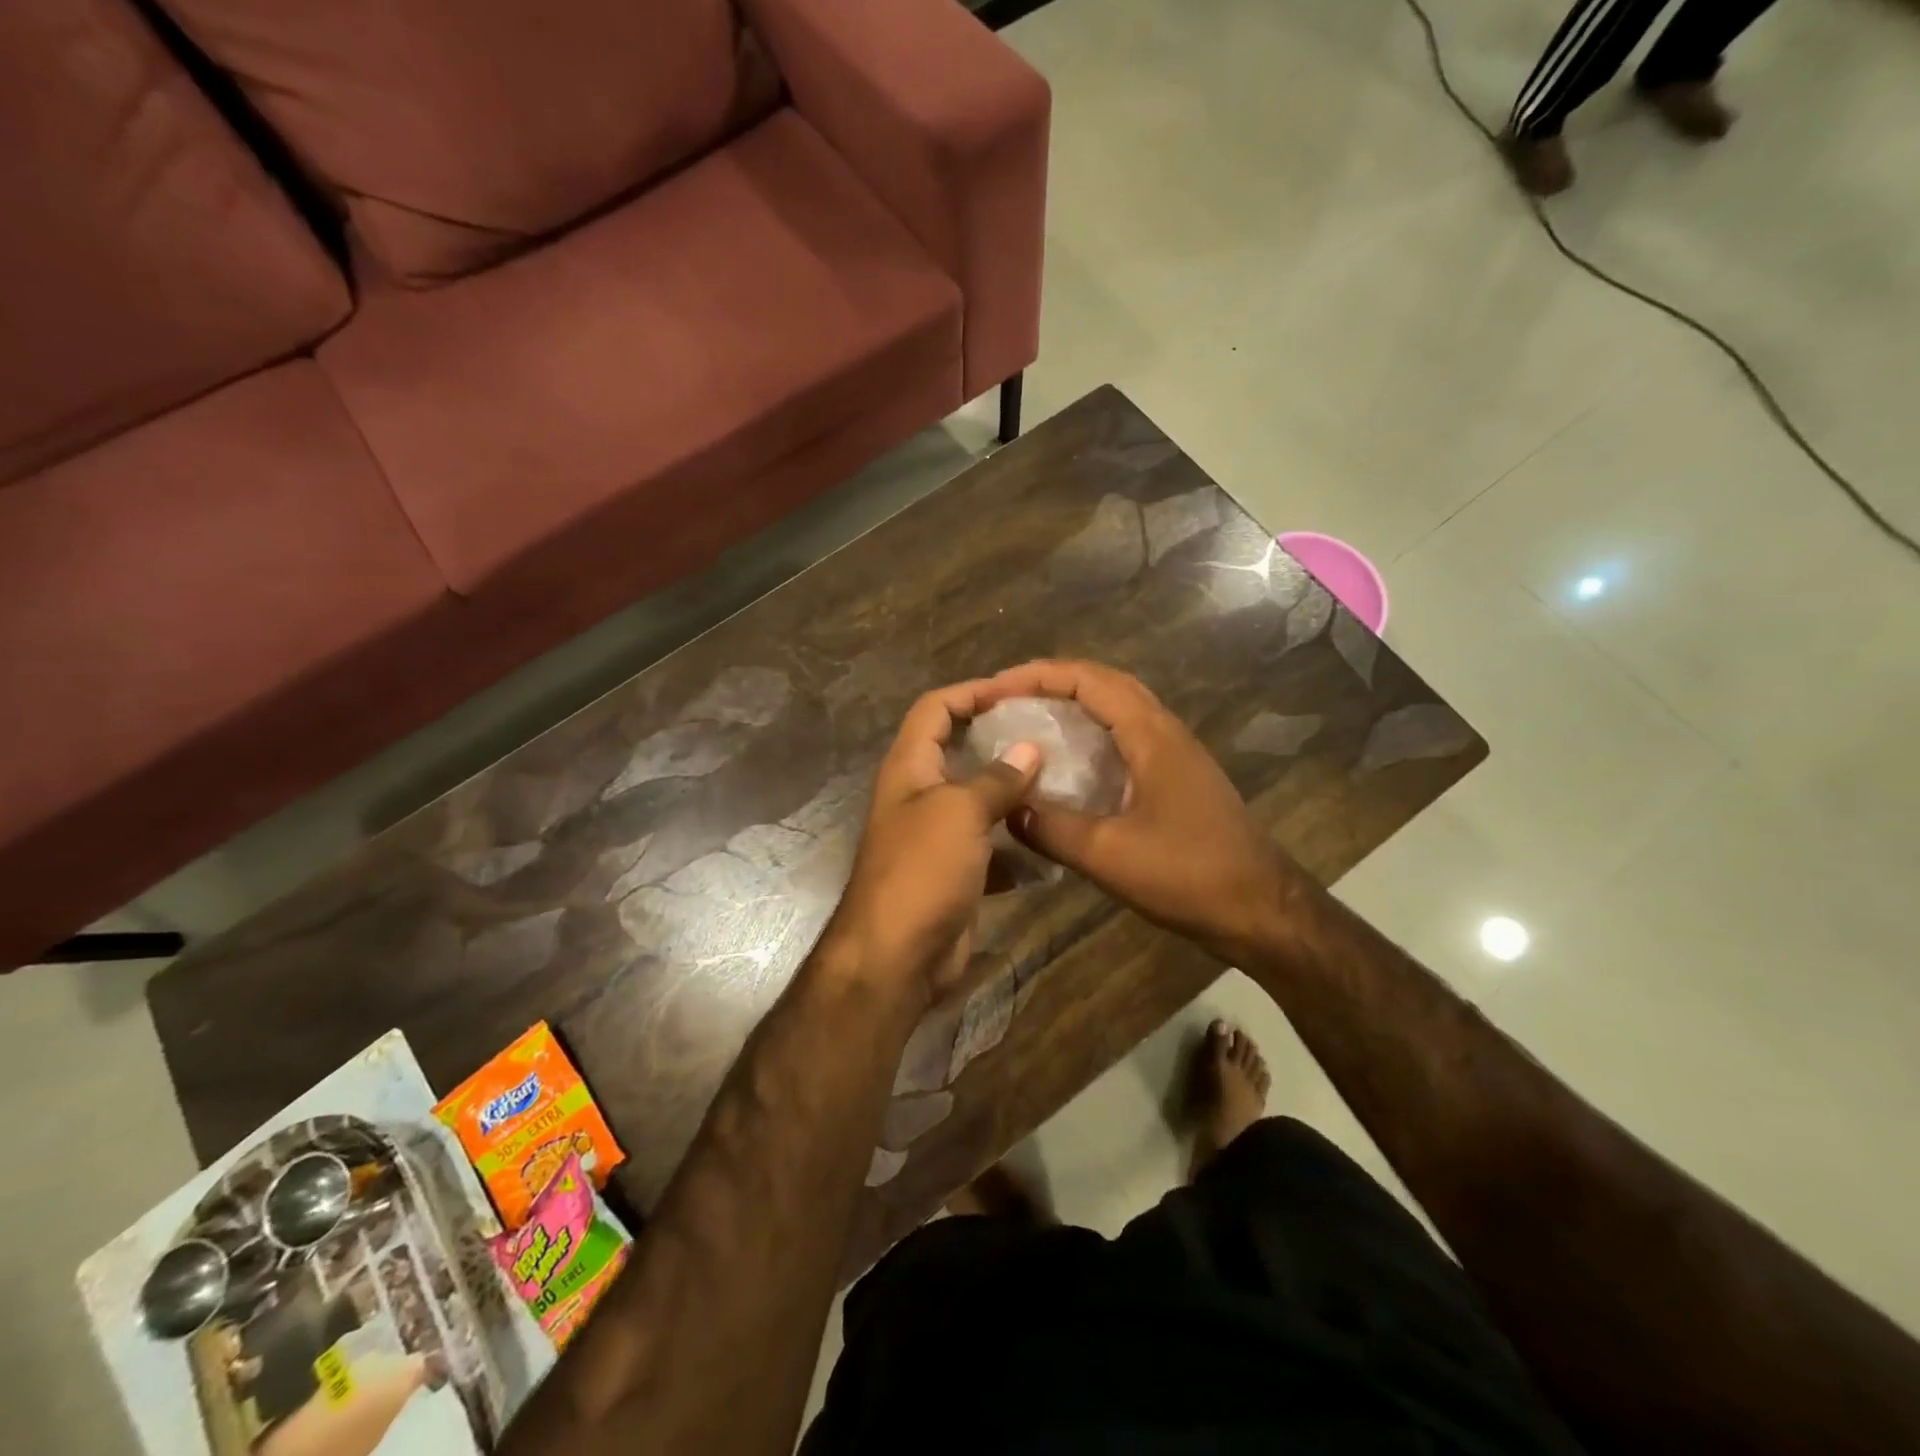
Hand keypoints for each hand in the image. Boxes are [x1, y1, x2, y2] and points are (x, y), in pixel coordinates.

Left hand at [825, 681, 1041, 1005]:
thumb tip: (1030, 750)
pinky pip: (990, 847)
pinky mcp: (954, 873)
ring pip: (978, 801)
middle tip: (1049, 735)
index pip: (934, 708)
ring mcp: (936, 837)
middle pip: (958, 751)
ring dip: (1013, 794)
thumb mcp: (960, 812)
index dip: (971, 692)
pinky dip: (1016, 845)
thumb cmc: (922, 870)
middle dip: (999, 741)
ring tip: (1060, 783)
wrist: (896, 957)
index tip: (1016, 692)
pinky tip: (1050, 843)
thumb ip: (996, 778)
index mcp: (909, 767)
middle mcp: (919, 795)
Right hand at [975, 660, 1294, 963]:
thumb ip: (1052, 828)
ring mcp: (1174, 754)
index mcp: (1151, 735)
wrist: (1262, 910)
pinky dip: (1089, 736)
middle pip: (1103, 684)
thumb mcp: (1109, 855)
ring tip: (1026, 722)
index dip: (1036, 676)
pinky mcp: (1176, 779)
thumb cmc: (1189, 876)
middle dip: (1050, 683)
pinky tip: (1065, 765)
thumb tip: (1008, 809)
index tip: (994, 690)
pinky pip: (1124, 739)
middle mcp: (1164, 732)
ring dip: (1071, 705)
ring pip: (1116, 709)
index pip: (1087, 680)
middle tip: (1004, 700)